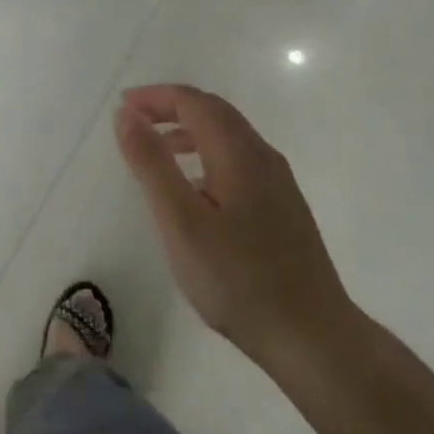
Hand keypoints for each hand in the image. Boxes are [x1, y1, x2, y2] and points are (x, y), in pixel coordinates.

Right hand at [114, 84, 356, 375]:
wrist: (311, 336)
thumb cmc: (237, 278)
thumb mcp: (180, 220)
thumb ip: (152, 163)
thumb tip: (127, 115)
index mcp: (239, 153)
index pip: (194, 102)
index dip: (155, 97)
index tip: (121, 107)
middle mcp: (263, 157)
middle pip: (214, 112)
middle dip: (171, 107)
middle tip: (134, 121)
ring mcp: (279, 183)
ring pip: (229, 136)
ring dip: (189, 130)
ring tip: (157, 150)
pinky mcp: (284, 207)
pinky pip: (239, 160)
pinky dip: (207, 153)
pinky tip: (195, 188)